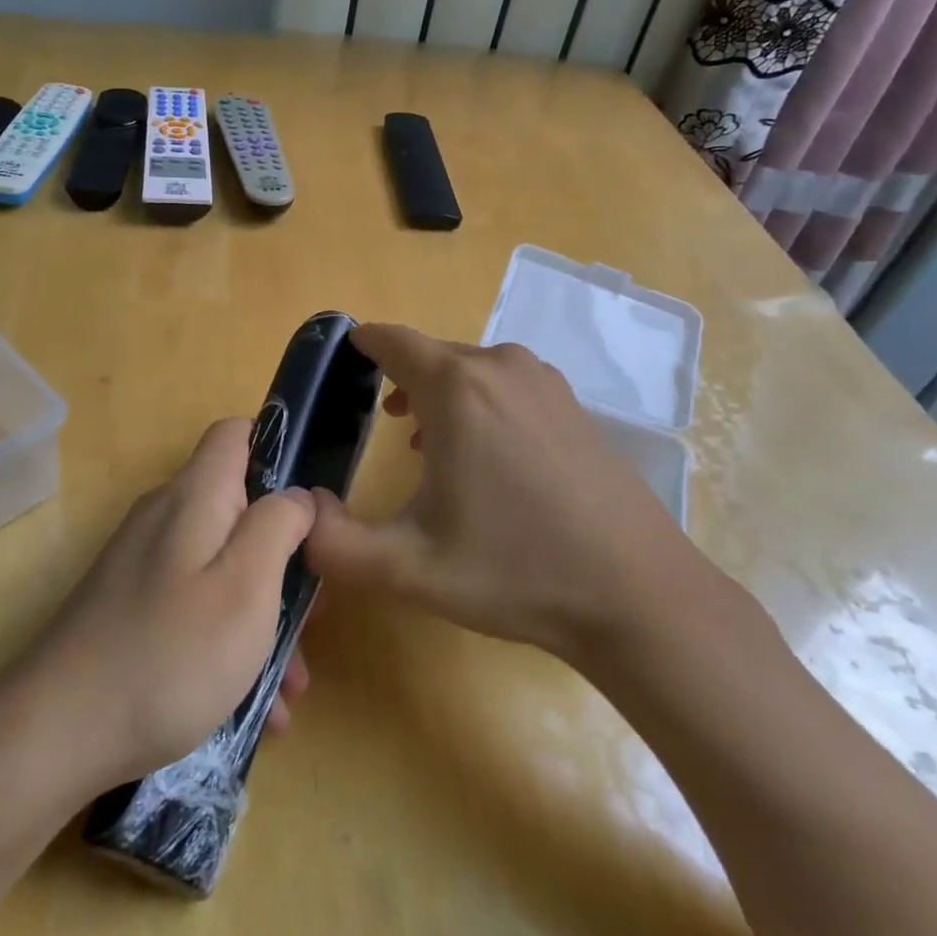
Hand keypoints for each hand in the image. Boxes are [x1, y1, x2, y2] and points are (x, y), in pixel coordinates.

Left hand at [18, 418, 315, 792]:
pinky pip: (195, 605)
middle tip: (312, 614)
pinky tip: (252, 705)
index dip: (280, 451)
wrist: (55, 734)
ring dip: (263, 614)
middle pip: (239, 509)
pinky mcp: (132, 606)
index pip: (236, 433)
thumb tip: (298, 495)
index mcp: (194, 496)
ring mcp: (145, 564)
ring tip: (290, 686)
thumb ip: (278, 525)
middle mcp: (166, 517)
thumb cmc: (170, 654)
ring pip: (222, 566)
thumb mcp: (246, 586)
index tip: (313, 506)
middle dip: (282, 557)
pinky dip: (228, 641)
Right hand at [305, 324, 732, 671]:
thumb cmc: (516, 571)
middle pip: (429, 355)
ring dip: (437, 393)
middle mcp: (500, 367)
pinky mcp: (573, 405)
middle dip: (396, 379)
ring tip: (417, 438)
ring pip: (470, 369)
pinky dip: (478, 402)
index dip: (358, 346)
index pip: (390, 340)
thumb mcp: (409, 568)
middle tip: (372, 422)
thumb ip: (335, 544)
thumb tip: (298, 514)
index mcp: (457, 388)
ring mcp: (545, 383)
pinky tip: (480, 453)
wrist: (638, 595)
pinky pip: (506, 384)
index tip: (338, 365)